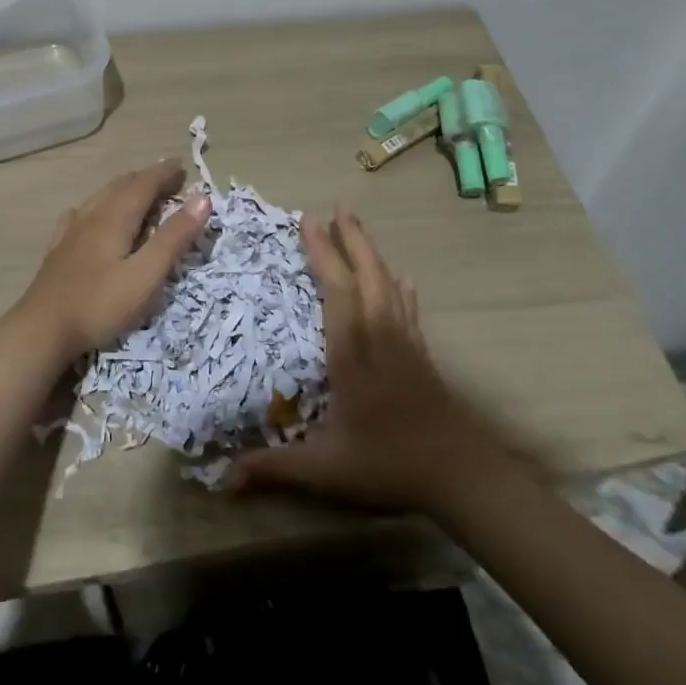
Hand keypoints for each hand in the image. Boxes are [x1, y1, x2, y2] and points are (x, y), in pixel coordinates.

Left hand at [12, 162, 212, 364]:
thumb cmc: (100, 304)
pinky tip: (85, 214)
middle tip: (167, 178)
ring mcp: (70, 234)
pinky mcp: (58, 252)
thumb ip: (174, 237)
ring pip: (99, 198)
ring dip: (122, 189)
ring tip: (135, 190)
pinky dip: (95, 208)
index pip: (143, 185)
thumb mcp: (146, 275)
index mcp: (115, 218)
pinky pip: (78, 216)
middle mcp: (91, 217)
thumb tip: (202, 198)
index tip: (182, 165)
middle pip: (121, 187)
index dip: (164, 174)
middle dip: (146, 178)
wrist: (41, 331)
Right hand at [232, 205, 524, 513]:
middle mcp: (380, 335)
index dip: (322, 254)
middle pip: (366, 275)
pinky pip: (408, 307)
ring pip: (389, 285)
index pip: (336, 290)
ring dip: (372, 253)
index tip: (308, 222)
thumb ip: (276, 468)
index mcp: (353, 352)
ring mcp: (405, 342)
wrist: (462, 475)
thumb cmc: (389, 465)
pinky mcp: (422, 354)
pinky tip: (401, 279)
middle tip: (337, 207)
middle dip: (350, 239)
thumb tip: (223, 477)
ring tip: (358, 228)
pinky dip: (399, 286)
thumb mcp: (326, 470)